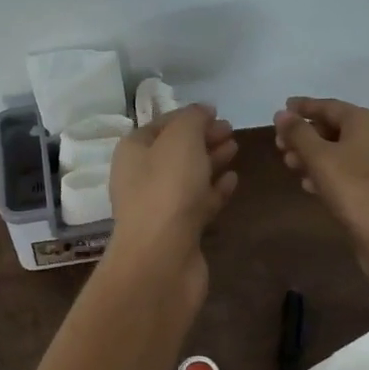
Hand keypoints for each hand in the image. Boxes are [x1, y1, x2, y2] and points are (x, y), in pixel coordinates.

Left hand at [105, 105, 238, 302]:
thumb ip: (193, 119)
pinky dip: (215, 189)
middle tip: (230, 130)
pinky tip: (233, 180)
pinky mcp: (179, 231)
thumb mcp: (180, 139)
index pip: (160, 125)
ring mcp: (160, 206)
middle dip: (202, 138)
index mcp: (133, 151)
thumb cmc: (167, 189)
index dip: (187, 116)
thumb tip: (203, 110)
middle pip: (175, 150)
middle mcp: (141, 177)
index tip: (216, 112)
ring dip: (211, 161)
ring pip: (188, 176)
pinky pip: (199, 202)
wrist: (162, 258)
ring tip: (235, 148)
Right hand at [273, 97, 368, 291]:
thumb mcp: (320, 158)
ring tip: (289, 164)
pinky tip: (310, 185)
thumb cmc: (355, 191)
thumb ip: (299, 133)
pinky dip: (329, 172)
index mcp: (366, 122)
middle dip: (306, 134)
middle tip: (279, 143)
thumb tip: (282, 114)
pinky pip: (351, 171)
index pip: (330, 106)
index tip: (283, 107)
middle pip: (337, 128)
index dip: (304, 107)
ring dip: (314, 155)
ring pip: (342, 151)